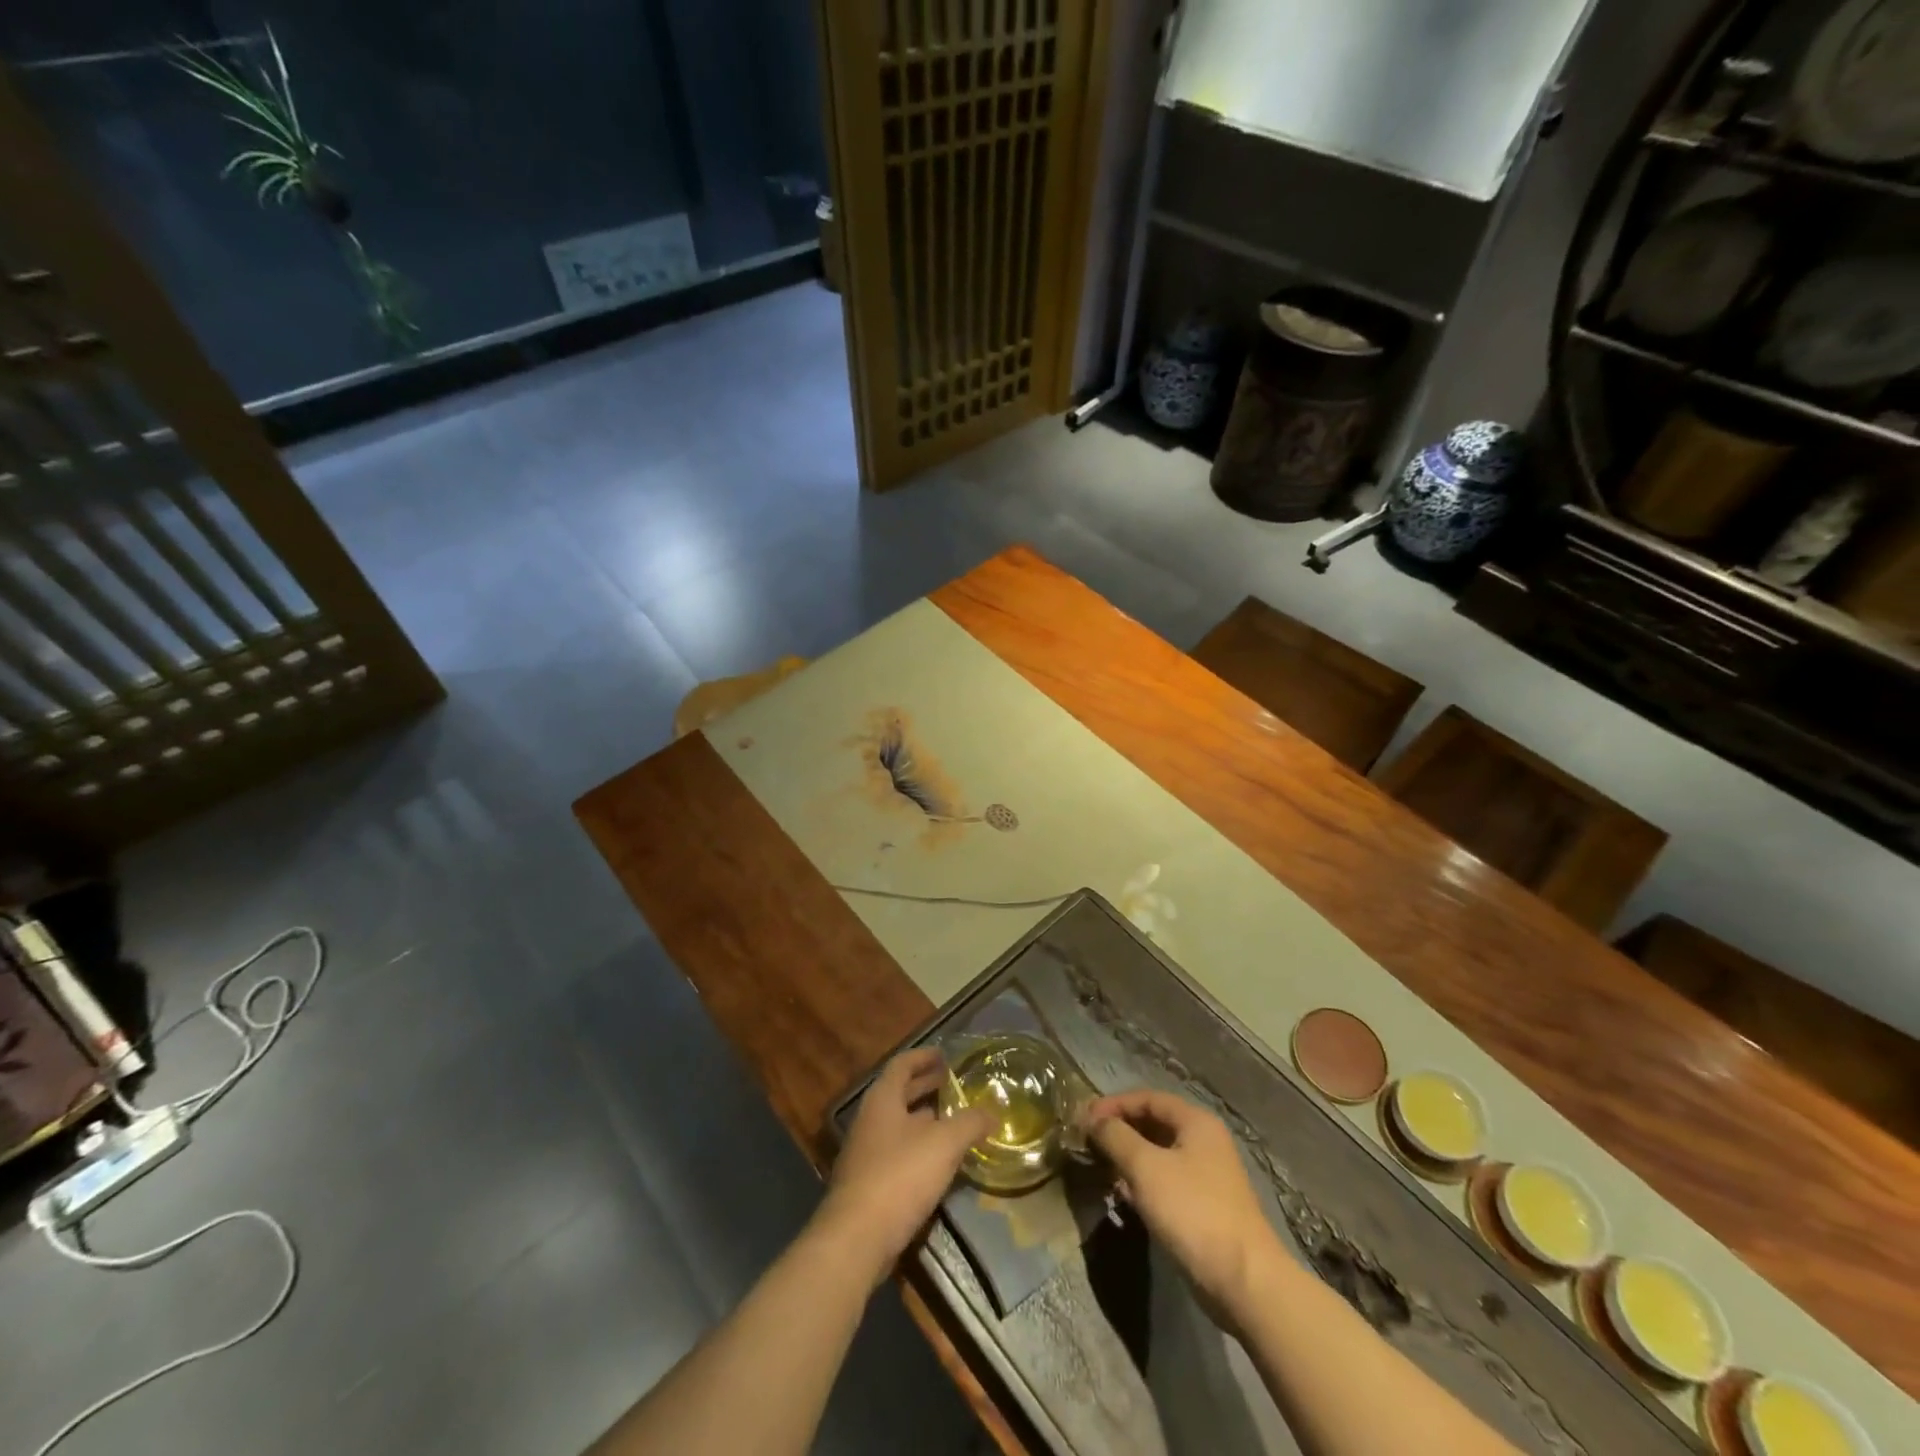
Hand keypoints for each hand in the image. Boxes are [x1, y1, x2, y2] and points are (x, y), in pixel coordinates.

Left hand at [816, 1049, 993, 1285]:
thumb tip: (992, 1112)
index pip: (902, 1064)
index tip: (945, 1055)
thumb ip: (970, 1123)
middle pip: (899, 1093)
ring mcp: (866, 1153)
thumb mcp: (944, 1144)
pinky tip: (939, 1161)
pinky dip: (919, 1147)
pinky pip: (897, 1152)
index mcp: (883, 1099)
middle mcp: (870, 1119)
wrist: (857, 1238)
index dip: (924, 1057)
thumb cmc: (900, 1176)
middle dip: (925, 1086)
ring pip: (899, 1124)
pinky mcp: (869, 1183)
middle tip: (953, 1083)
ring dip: (924, 1118)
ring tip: (953, 1120)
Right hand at [1084, 1090, 1275, 1325]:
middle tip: (1088, 1142)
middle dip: (1119, 1130)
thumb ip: (1116, 1136)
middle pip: (1153, 1123)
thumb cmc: (1192, 1211)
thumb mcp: (1146, 1167)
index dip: (1113, 1104)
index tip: (1083, 1119)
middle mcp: (1203, 1141)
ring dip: (1128, 1157)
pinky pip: (1165, 1180)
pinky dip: (1141, 1181)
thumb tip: (1092, 1119)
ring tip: (1099, 1168)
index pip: (1146, 1098)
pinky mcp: (1203, 1206)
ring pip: (1158, 1154)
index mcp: (1195, 1122)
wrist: (1244, 1281)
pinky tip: (1122, 1195)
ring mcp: (1206, 1175)